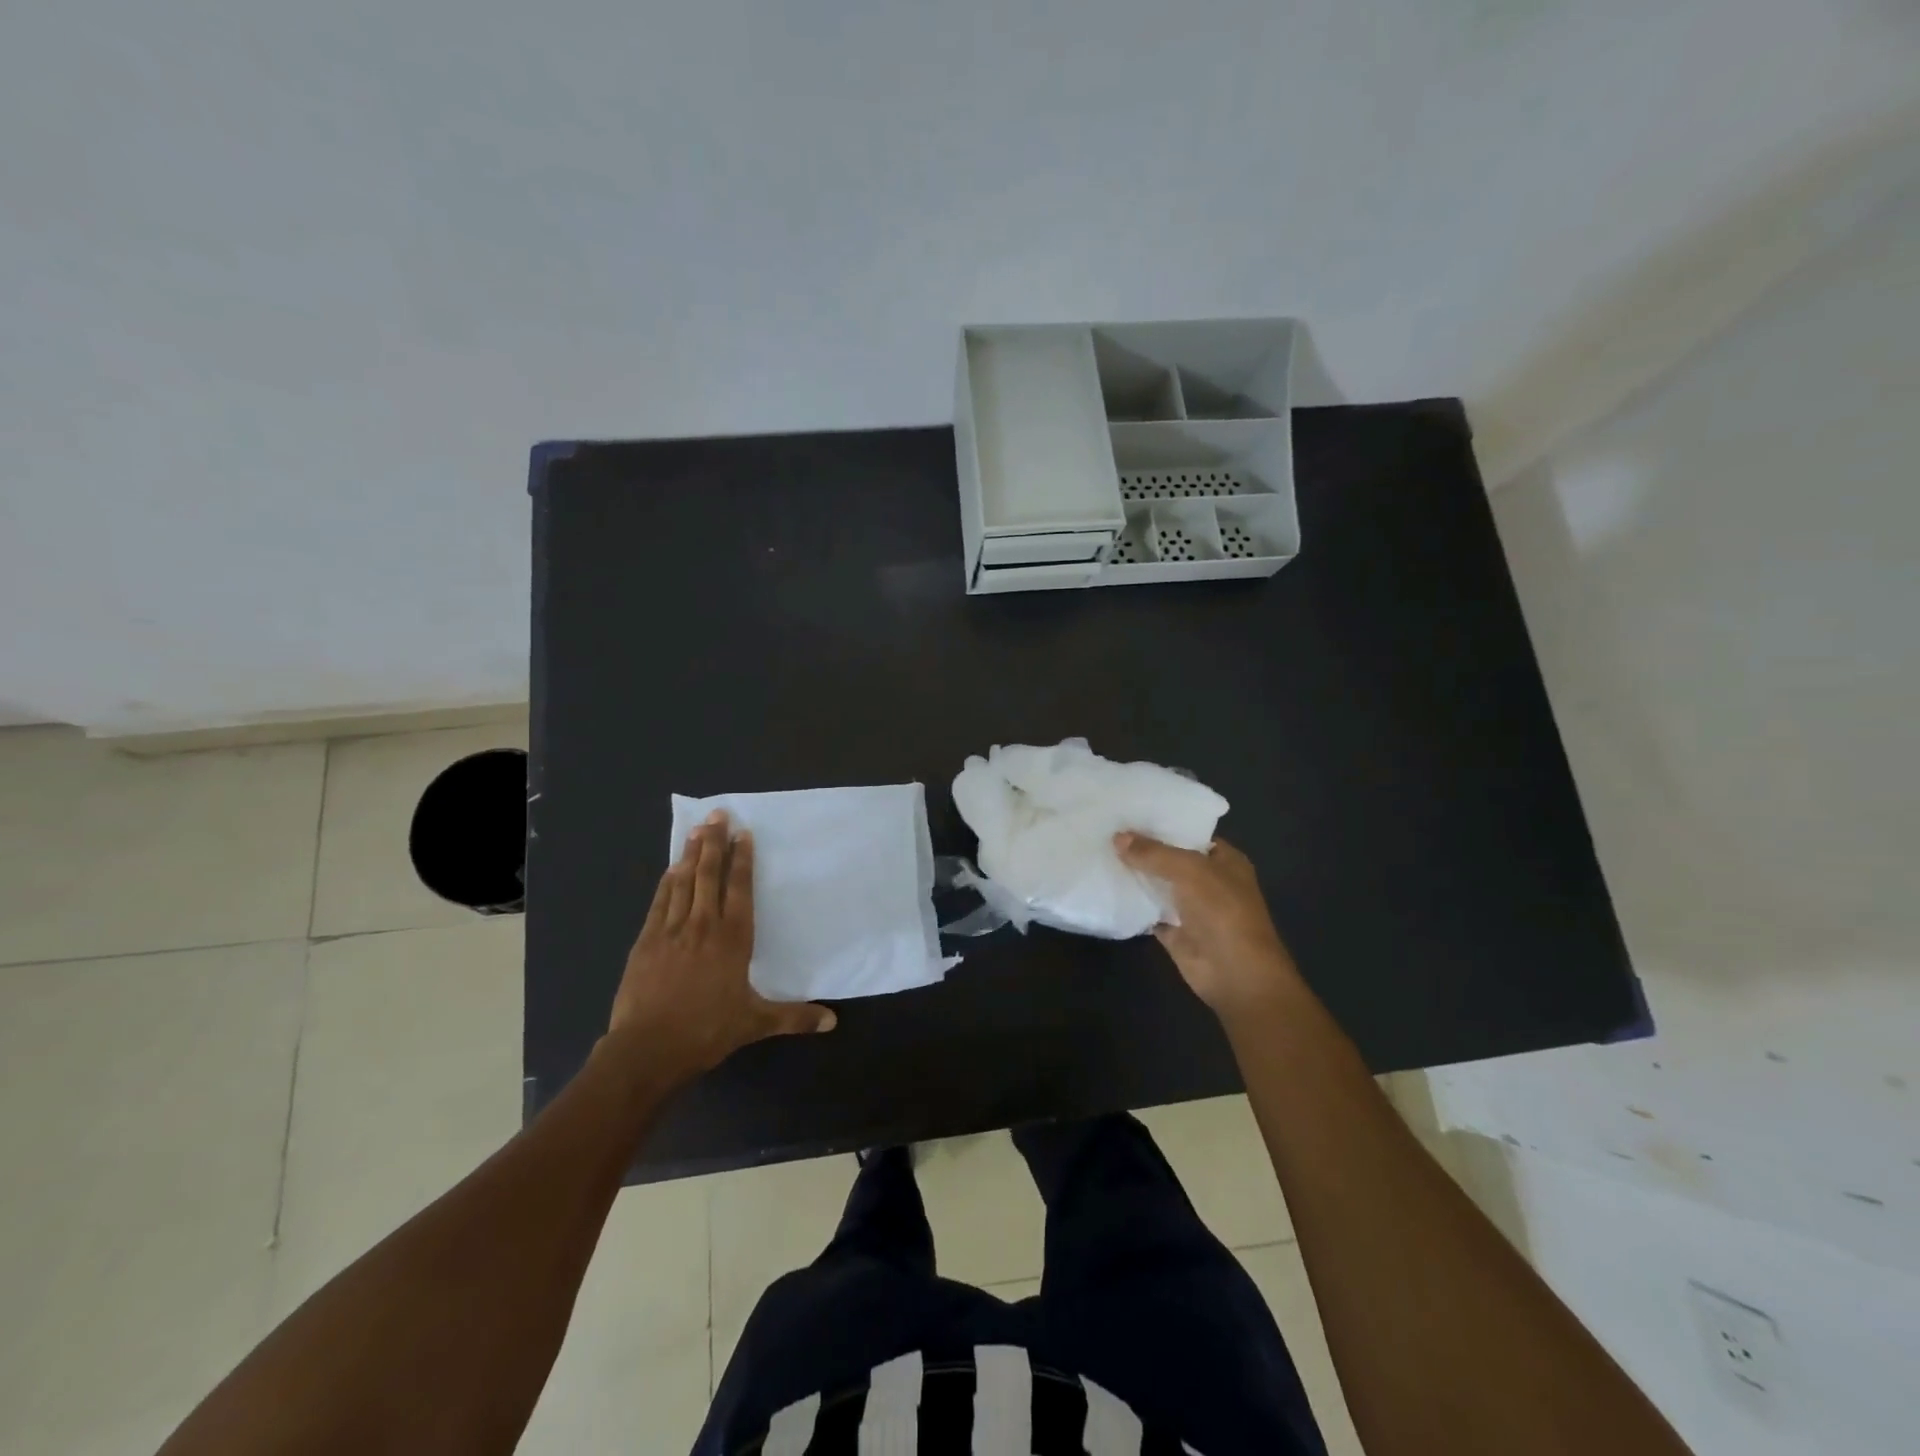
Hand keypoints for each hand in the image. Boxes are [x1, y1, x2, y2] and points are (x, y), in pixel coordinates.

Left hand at [607, 811, 835, 1084]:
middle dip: (714, 843)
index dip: (742, 859)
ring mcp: (671, 930)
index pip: (739, 889)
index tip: (743, 833)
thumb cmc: (706, 1031)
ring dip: (690, 853)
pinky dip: (667, 881)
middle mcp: (703, 925)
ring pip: (683, 882)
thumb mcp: (755, 1024)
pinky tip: (670, 868)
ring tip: (696, 829)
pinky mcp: (646, 941)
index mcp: (732, 939)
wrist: (647, 1049)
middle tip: (717, 814)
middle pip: (709, 875)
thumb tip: (832, 1022)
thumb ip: (794, 1017)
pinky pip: (660, 902)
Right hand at [1114, 832, 1303, 1023]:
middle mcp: (1209, 881)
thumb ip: (1153, 853)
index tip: (1129, 812)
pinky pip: (1149, 911)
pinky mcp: (1174, 931)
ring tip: (1099, 852)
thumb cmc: (1222, 912)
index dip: (1163, 824)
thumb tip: (1117, 836)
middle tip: (1106, 829)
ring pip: (1158, 885)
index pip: (1190, 833)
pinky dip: (1132, 903)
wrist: (1235, 974)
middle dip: (1143, 848)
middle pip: (1170, 859)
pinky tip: (1106, 886)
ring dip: (1135, 874)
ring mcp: (1191, 907)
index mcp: (1224, 860)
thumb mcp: (1189, 870)